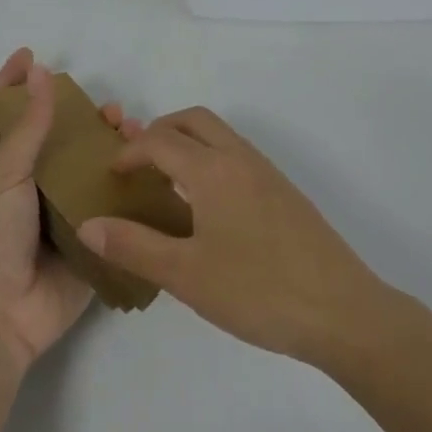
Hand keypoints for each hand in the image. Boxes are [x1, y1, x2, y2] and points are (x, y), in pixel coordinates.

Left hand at [0, 48, 142, 372]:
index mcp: (9, 170)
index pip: (14, 117)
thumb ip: (29, 126)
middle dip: (88, 121)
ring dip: (116, 152)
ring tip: (138, 135)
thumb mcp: (3, 174)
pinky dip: (134, 194)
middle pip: (67, 143)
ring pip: (95, 174)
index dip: (17, 85)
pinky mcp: (93, 247)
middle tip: (113, 111)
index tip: (33, 55)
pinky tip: (157, 175)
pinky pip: (116, 215)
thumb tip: (39, 70)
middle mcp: (39, 189)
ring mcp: (67, 219)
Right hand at [75, 108, 388, 367]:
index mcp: (213, 170)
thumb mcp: (186, 275)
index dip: (130, 152)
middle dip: (161, 131)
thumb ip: (134, 246)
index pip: (161, 141)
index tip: (111, 176)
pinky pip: (238, 156)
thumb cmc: (258, 290)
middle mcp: (240, 158)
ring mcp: (268, 173)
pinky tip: (207, 208)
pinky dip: (211, 160)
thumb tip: (89, 225)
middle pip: (194, 120)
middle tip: (138, 163)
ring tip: (167, 183)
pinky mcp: (285, 192)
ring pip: (220, 135)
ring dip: (188, 143)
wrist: (342, 311)